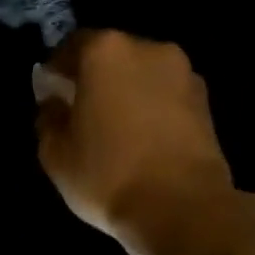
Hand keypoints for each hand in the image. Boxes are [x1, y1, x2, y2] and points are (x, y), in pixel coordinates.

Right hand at [35, 30, 235, 245]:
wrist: (183, 208)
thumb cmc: (108, 175)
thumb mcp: (55, 154)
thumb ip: (48, 118)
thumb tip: (54, 104)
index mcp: (104, 51)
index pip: (71, 46)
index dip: (57, 70)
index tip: (51, 94)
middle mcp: (147, 48)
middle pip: (111, 54)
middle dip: (95, 77)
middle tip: (83, 109)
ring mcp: (183, 72)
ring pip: (142, 73)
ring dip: (128, 90)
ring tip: (118, 126)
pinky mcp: (206, 100)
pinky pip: (167, 93)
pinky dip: (154, 106)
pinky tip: (145, 137)